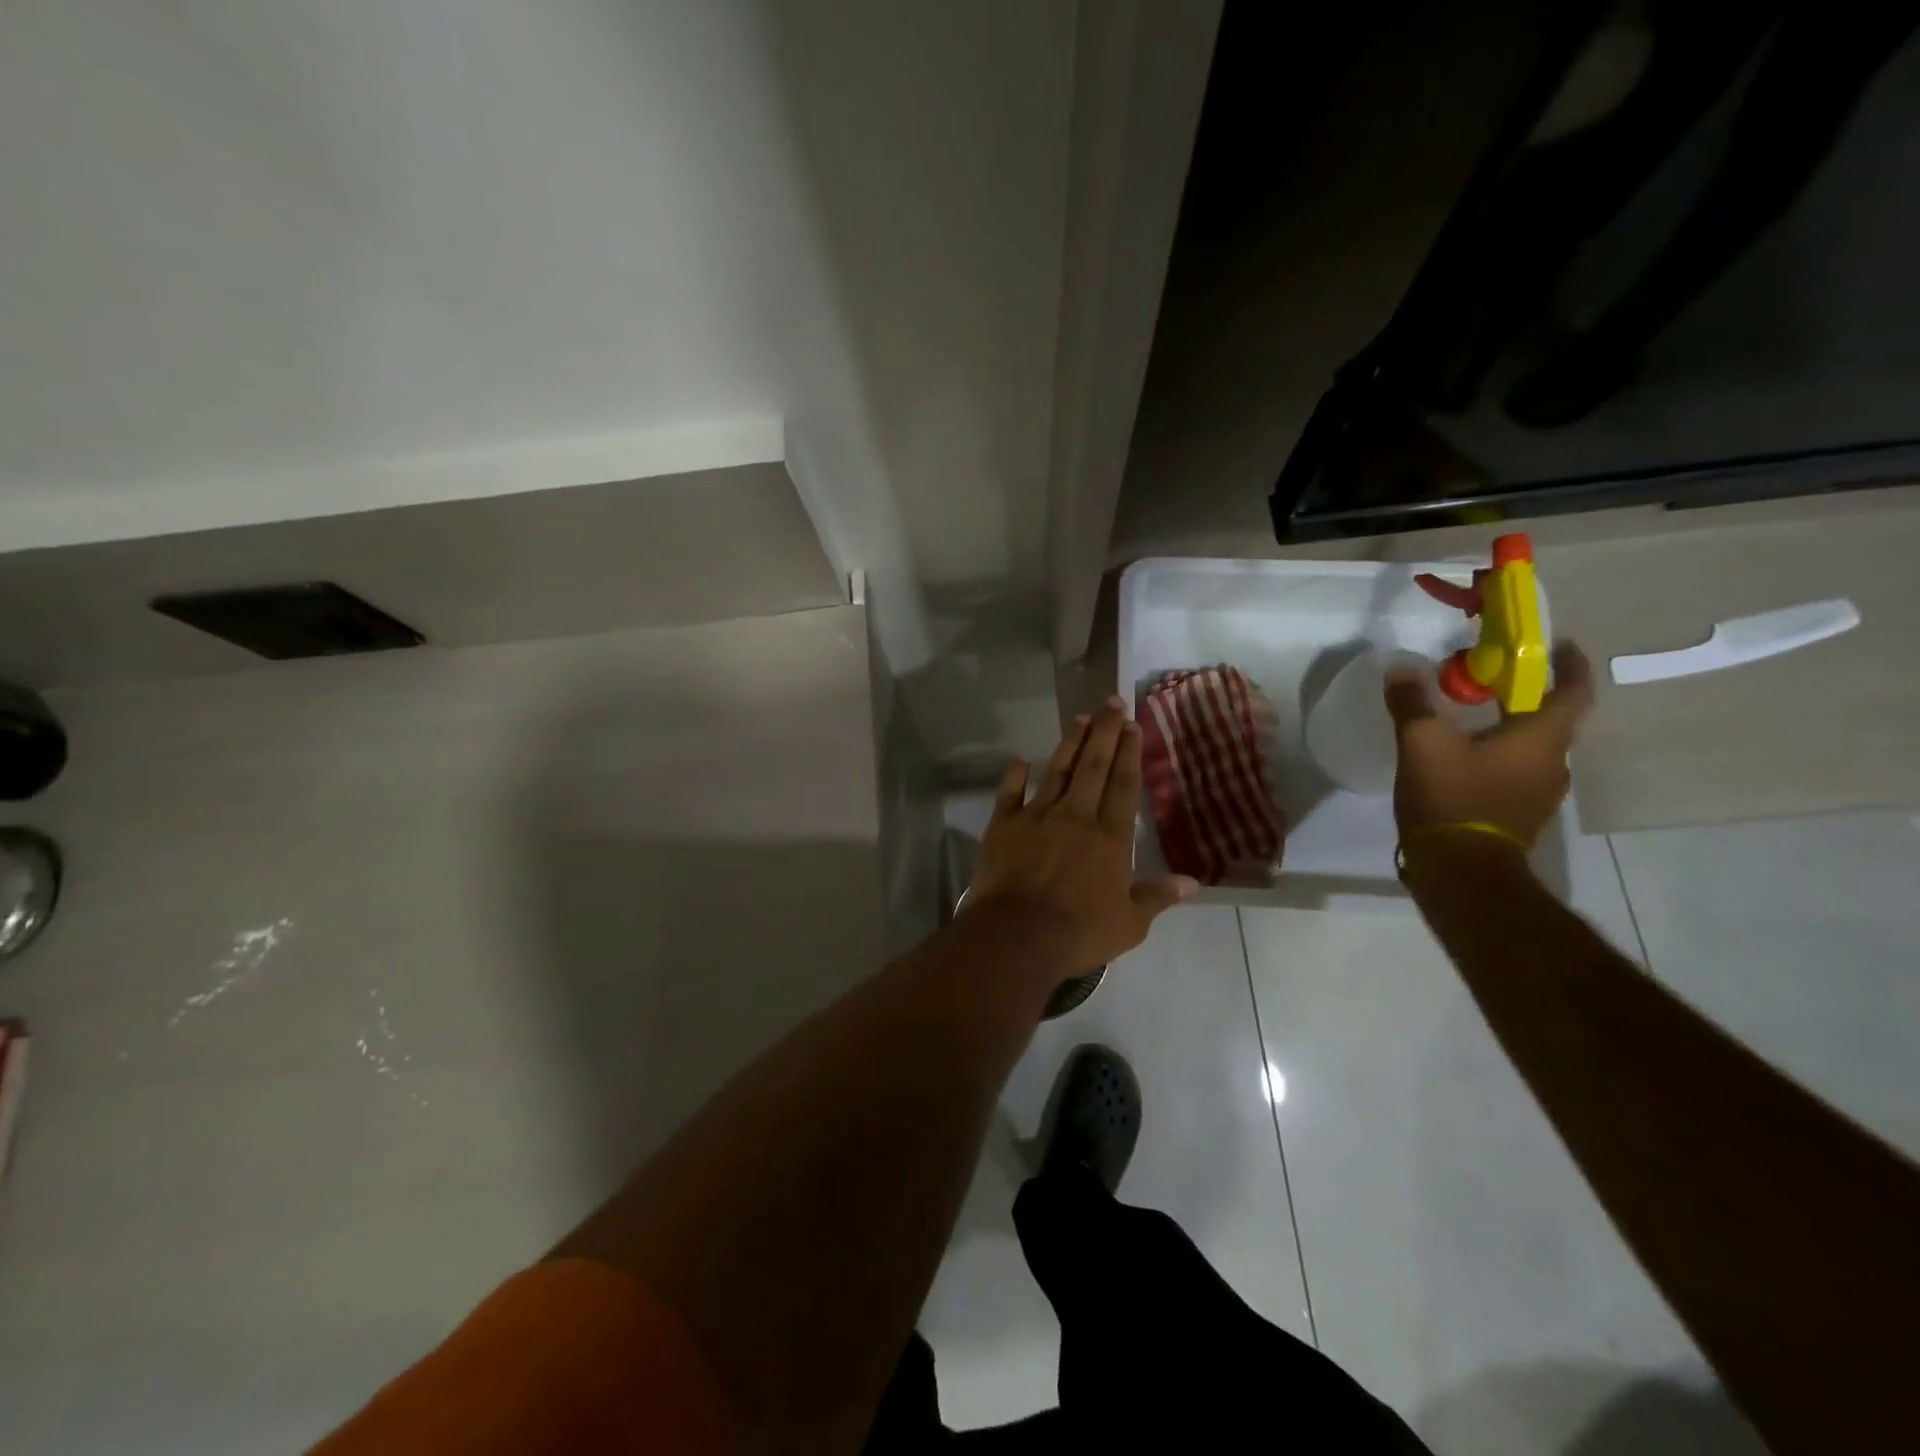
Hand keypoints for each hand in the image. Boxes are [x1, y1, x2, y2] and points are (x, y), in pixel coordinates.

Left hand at [969, 699, 1198, 971]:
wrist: (1017, 936)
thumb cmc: (1078, 932)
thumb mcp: (1130, 923)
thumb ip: (1157, 897)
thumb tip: (1193, 882)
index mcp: (1109, 837)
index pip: (1124, 785)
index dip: (1130, 753)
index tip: (1133, 725)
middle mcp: (1075, 816)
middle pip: (1093, 766)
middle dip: (1105, 732)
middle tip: (1111, 703)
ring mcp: (1037, 817)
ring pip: (1056, 771)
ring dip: (1069, 743)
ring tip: (1079, 718)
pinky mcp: (1004, 826)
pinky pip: (1010, 794)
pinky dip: (1014, 776)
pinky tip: (1020, 759)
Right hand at [1384, 644, 1595, 848]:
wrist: (1461, 872)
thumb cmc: (1452, 797)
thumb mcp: (1422, 743)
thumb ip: (1412, 703)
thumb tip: (1400, 669)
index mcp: (1541, 738)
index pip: (1573, 692)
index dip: (1570, 665)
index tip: (1561, 646)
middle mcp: (1554, 763)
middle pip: (1552, 720)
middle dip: (1528, 697)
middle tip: (1495, 681)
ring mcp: (1540, 794)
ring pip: (1532, 749)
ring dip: (1511, 730)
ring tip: (1475, 719)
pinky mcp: (1519, 816)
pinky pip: (1516, 774)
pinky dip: (1499, 758)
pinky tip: (1465, 760)